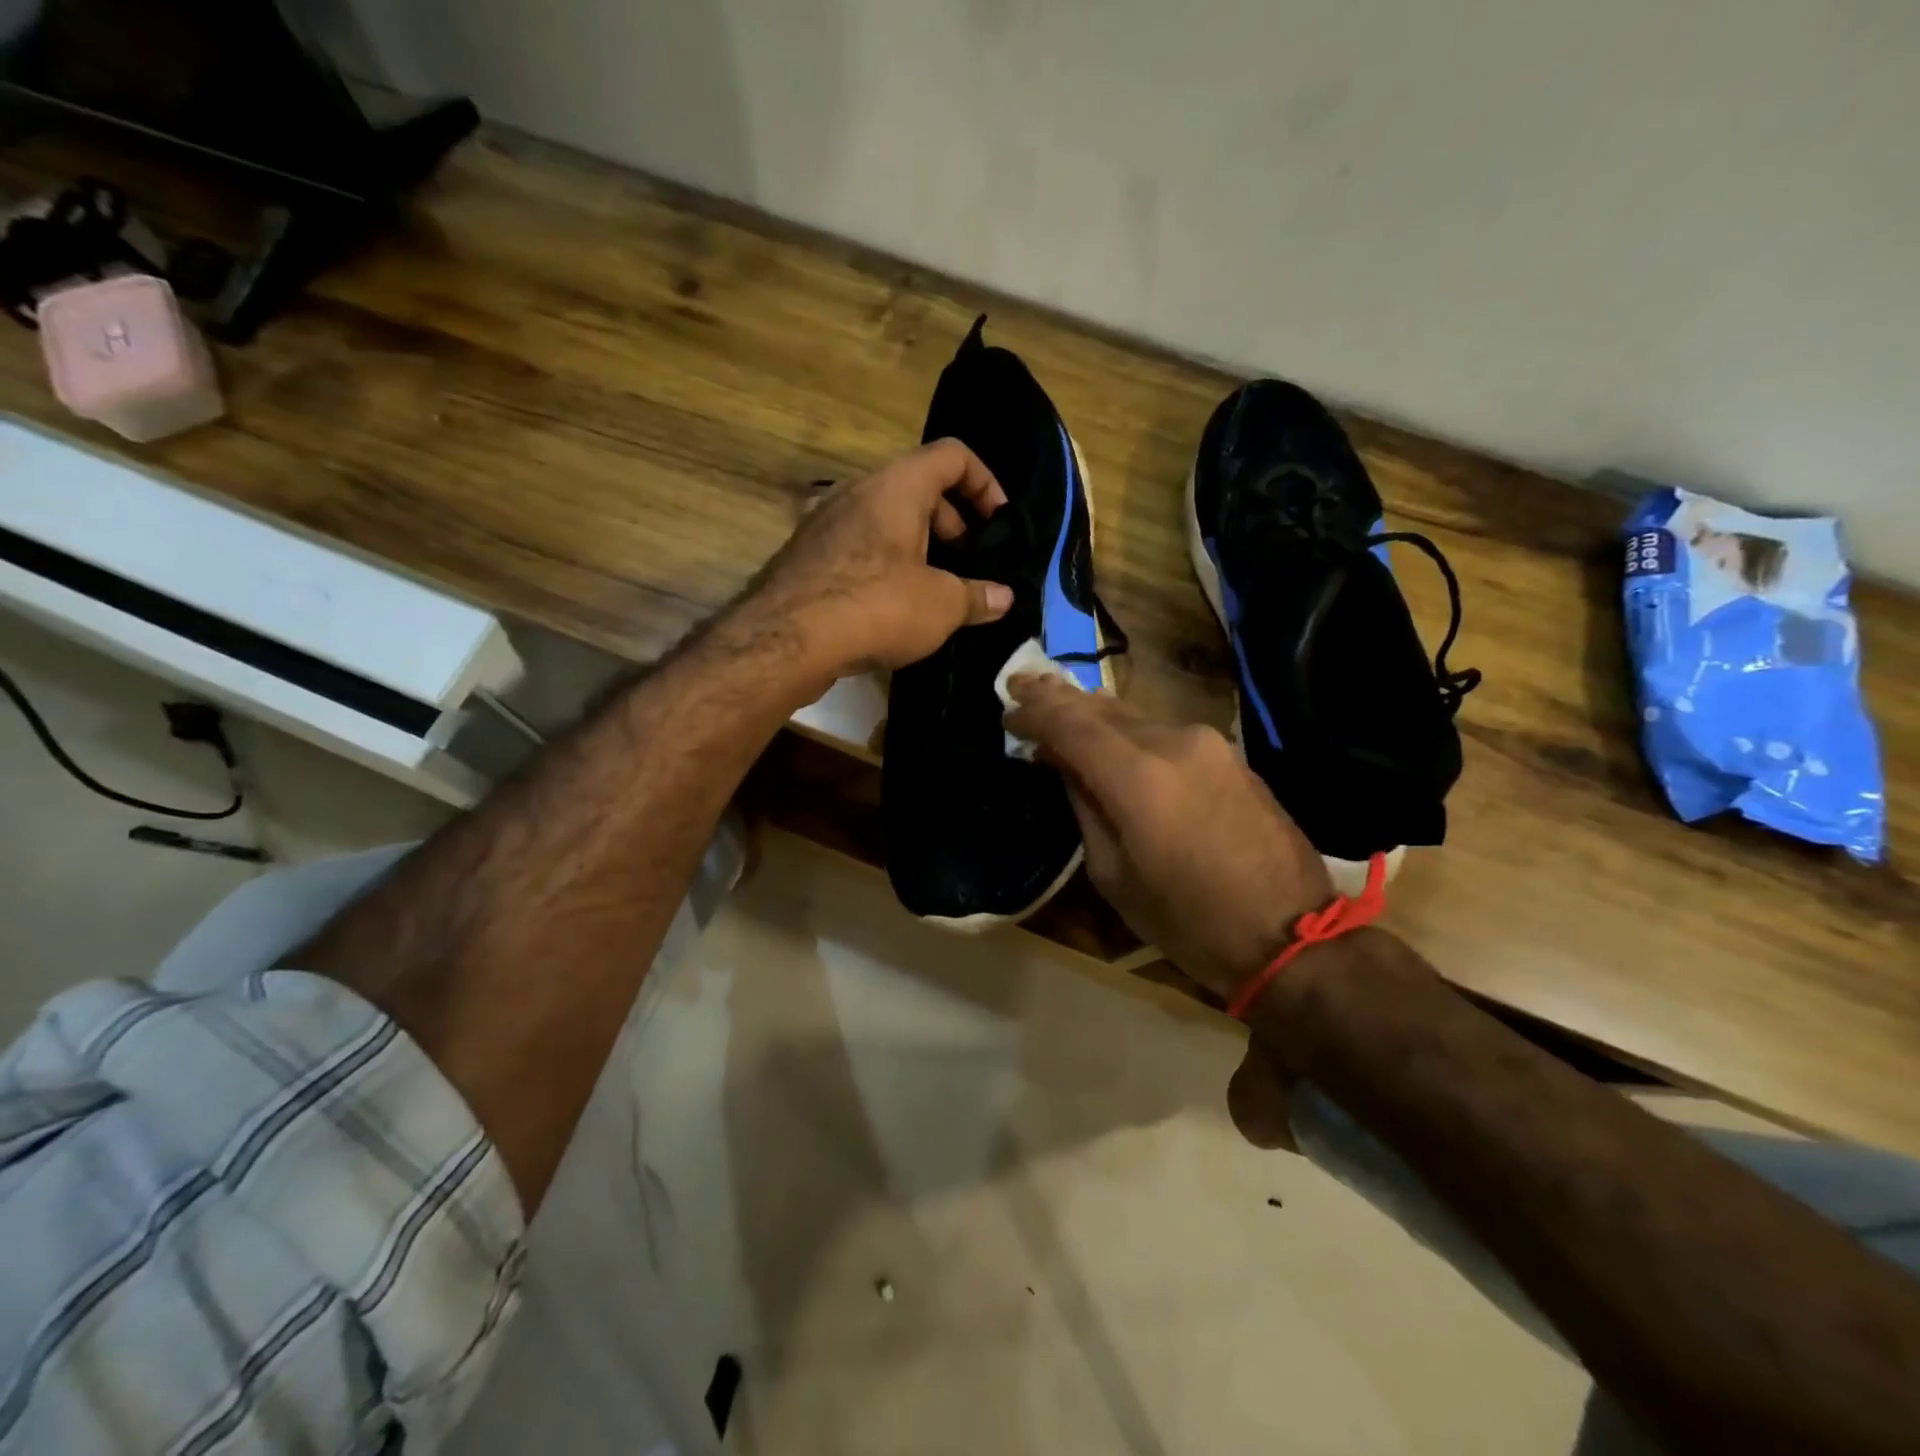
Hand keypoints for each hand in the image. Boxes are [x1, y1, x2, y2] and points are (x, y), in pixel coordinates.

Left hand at [744, 439, 1014, 685]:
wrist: (786, 640)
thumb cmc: (877, 605)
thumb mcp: (942, 605)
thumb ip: (978, 597)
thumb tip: (1003, 598)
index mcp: (897, 485)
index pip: (952, 455)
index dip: (985, 483)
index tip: (998, 524)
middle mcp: (858, 491)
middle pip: (918, 487)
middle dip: (952, 523)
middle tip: (967, 565)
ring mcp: (825, 521)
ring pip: (885, 520)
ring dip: (918, 549)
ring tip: (934, 592)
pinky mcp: (806, 555)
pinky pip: (858, 547)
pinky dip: (884, 566)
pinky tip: (892, 609)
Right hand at [1002, 676, 1333, 1002]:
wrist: (1292, 935)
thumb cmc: (1189, 922)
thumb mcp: (1115, 876)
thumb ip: (1085, 808)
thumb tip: (1064, 765)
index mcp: (1139, 778)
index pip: (1071, 724)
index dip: (1035, 712)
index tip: (1008, 711)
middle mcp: (1174, 743)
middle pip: (1102, 708)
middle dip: (1059, 699)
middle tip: (1023, 689)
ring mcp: (1208, 744)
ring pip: (1135, 716)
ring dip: (1095, 715)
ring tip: (1061, 713)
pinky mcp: (1230, 754)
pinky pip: (1164, 732)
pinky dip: (1129, 732)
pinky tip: (1112, 739)